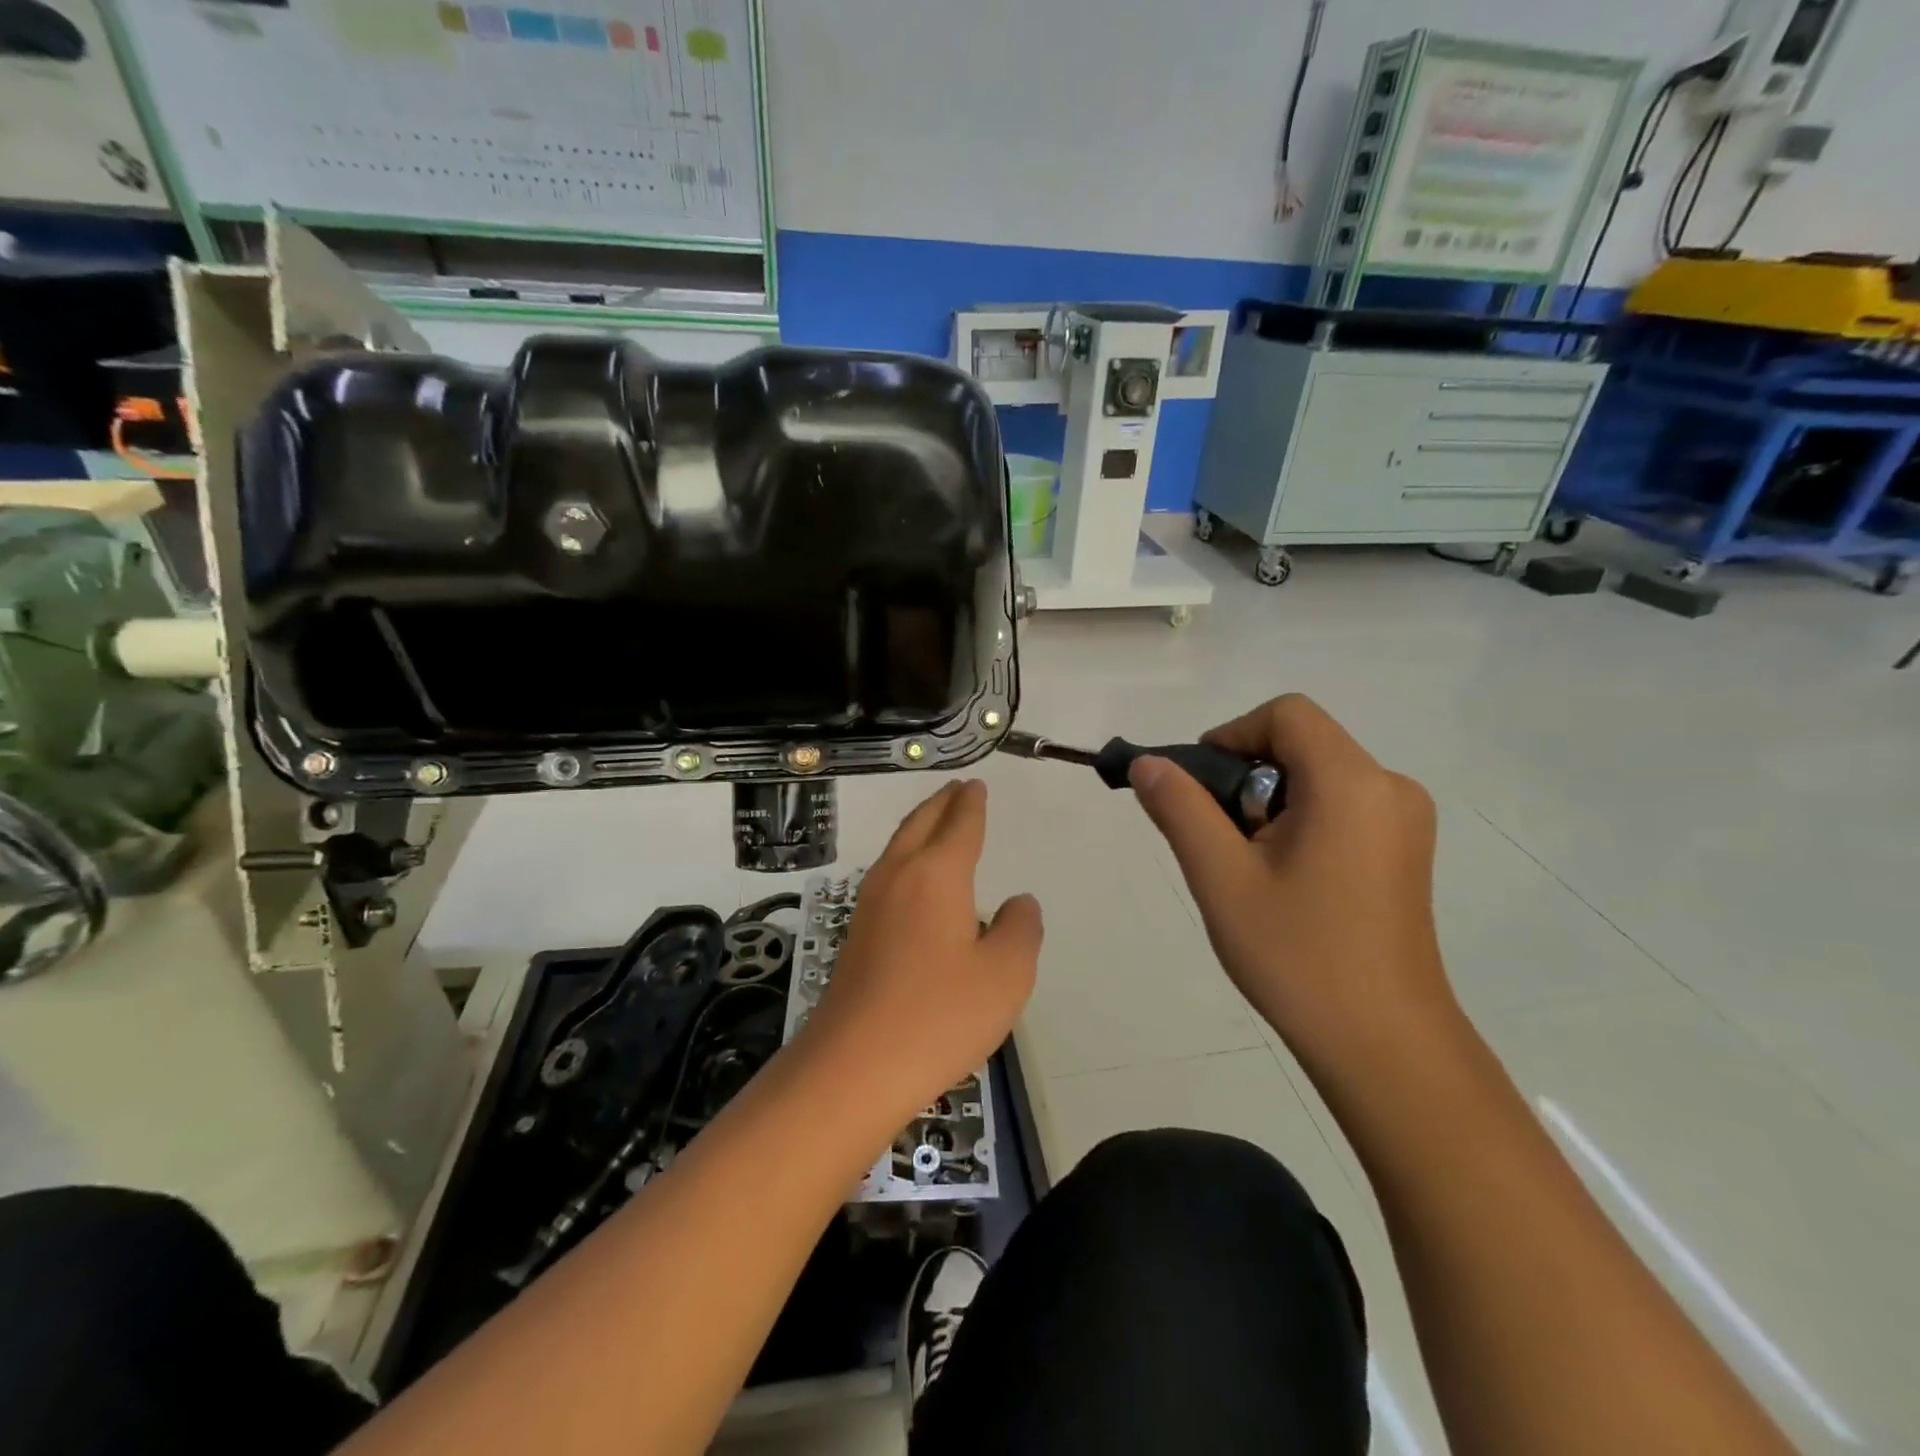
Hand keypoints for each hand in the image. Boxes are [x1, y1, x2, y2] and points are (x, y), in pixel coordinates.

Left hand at [799, 780, 1042, 1119]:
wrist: (855, 1066)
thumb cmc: (940, 1015)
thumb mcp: (1006, 975)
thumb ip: (1020, 929)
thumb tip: (1018, 902)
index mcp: (936, 874)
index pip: (959, 825)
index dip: (972, 804)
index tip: (976, 785)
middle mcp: (898, 876)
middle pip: (920, 824)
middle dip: (941, 803)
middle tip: (957, 789)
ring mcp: (870, 904)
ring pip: (898, 847)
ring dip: (920, 826)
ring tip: (937, 821)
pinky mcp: (857, 933)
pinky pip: (888, 874)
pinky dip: (907, 857)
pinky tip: (914, 879)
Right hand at [1128, 695, 1453, 1076]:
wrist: (1383, 1046)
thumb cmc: (1297, 956)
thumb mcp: (1221, 877)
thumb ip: (1180, 808)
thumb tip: (1147, 763)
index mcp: (1352, 783)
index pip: (1286, 714)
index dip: (1232, 735)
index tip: (1200, 788)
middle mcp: (1390, 787)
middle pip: (1302, 742)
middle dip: (1246, 776)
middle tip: (1220, 840)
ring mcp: (1405, 821)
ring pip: (1318, 776)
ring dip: (1270, 802)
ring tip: (1249, 867)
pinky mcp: (1405, 851)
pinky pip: (1341, 805)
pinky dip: (1300, 820)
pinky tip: (1285, 879)